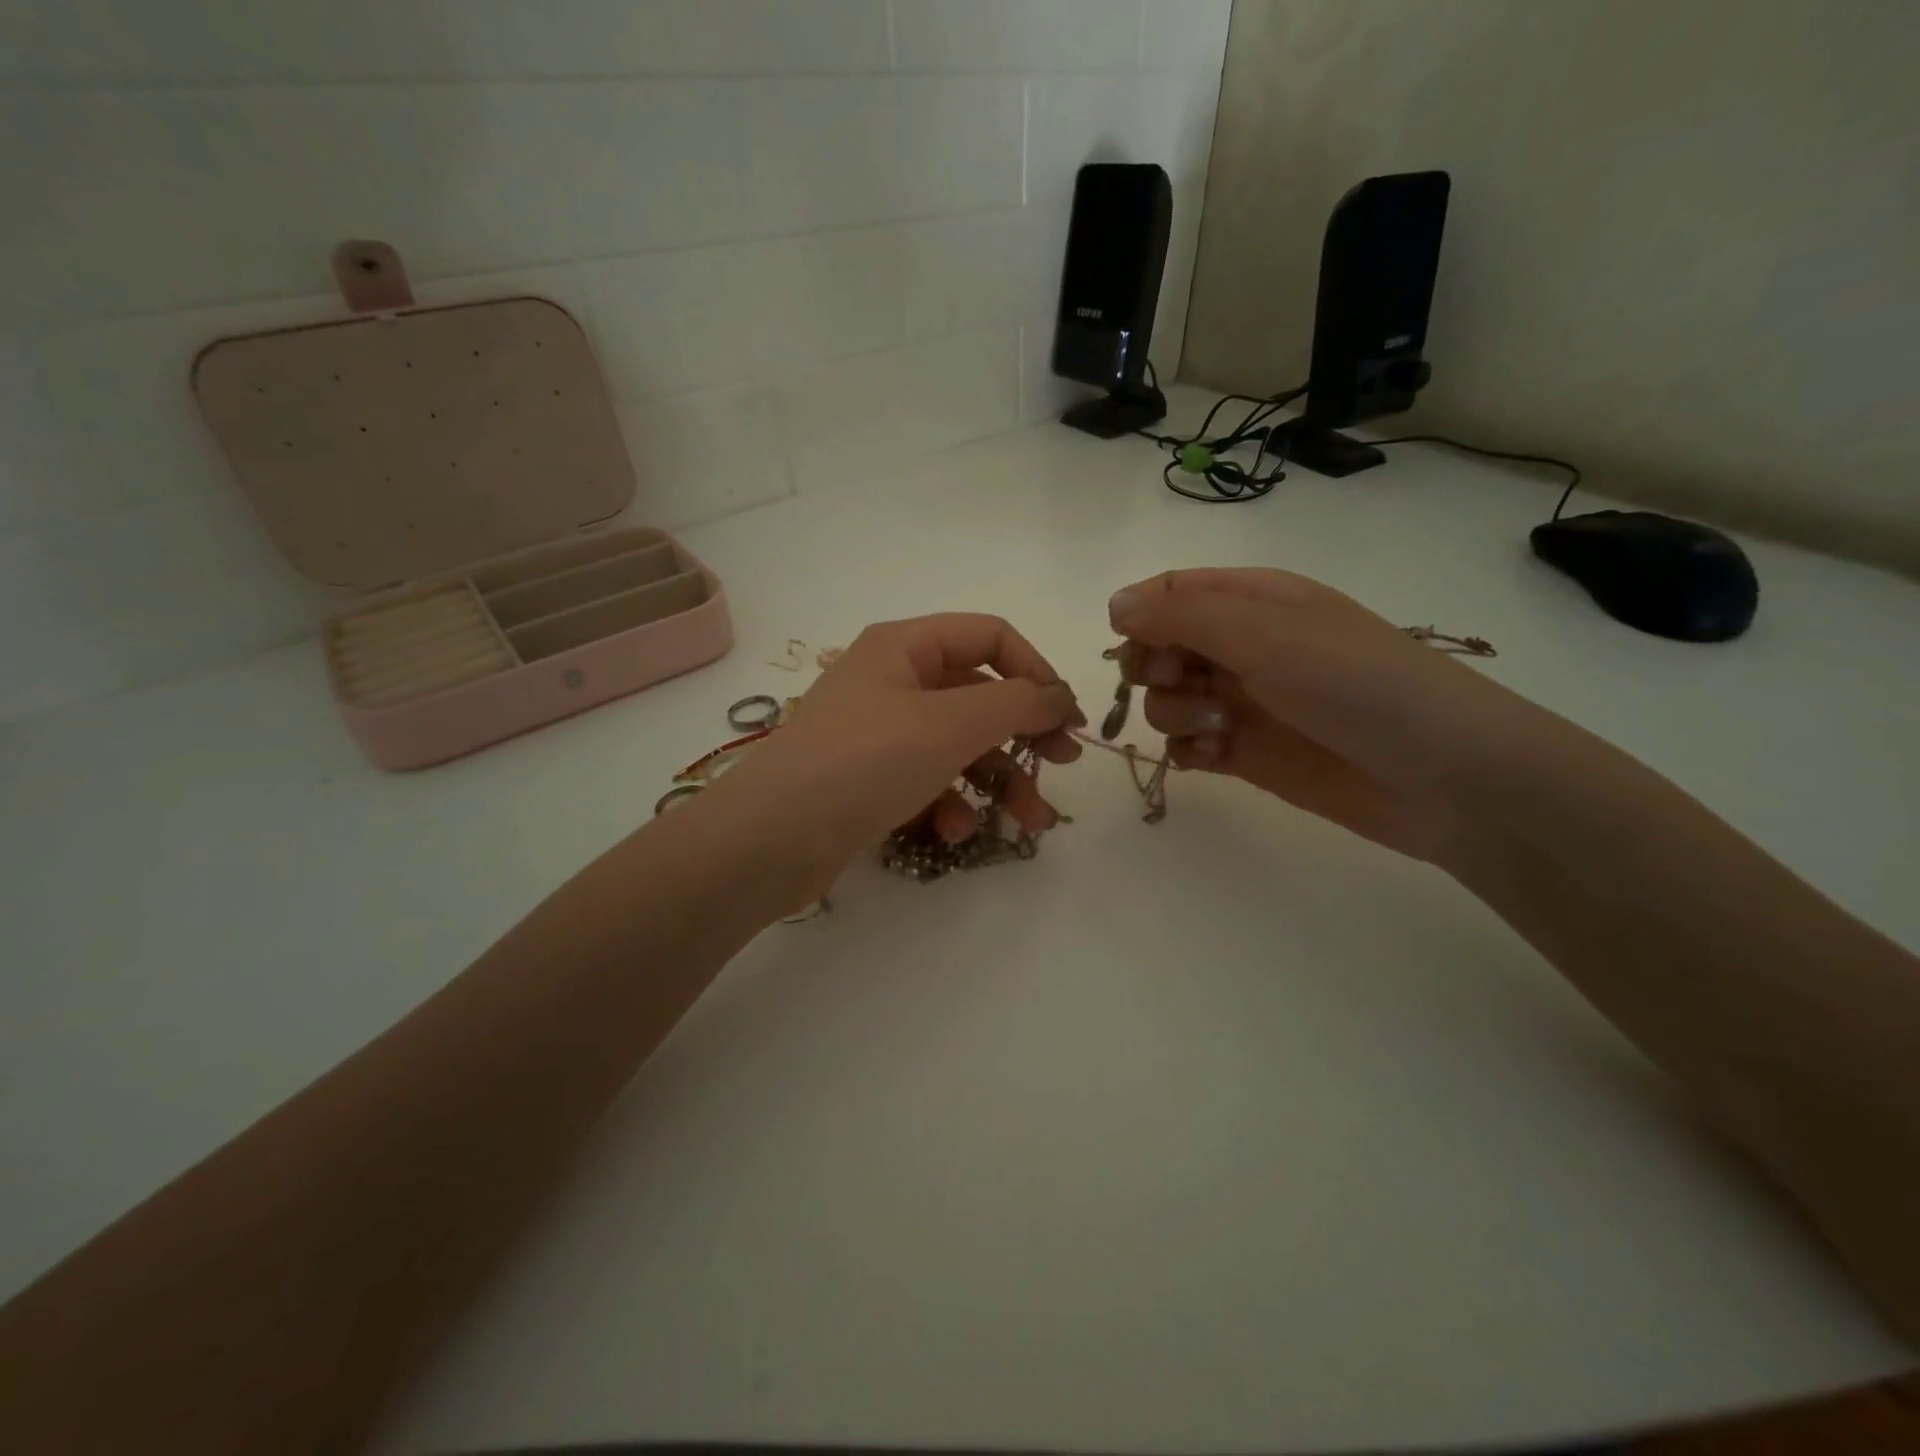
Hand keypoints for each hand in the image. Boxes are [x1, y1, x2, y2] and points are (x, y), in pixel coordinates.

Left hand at [698, 614, 1084, 896]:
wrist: (770, 839)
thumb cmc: (865, 761)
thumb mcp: (951, 724)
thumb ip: (1018, 703)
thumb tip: (1061, 696)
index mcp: (905, 646)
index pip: (990, 637)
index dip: (1036, 671)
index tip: (1069, 718)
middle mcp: (891, 681)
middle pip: (978, 697)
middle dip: (1024, 736)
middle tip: (1063, 768)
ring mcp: (878, 733)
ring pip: (958, 747)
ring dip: (998, 782)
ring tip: (1030, 823)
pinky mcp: (869, 781)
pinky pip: (927, 781)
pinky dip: (949, 804)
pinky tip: (953, 832)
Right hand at [1109, 568, 1537, 862]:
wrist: (1442, 776)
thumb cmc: (1355, 683)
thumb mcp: (1265, 633)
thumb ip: (1182, 616)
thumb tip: (1114, 605)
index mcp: (1253, 600)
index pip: (1171, 592)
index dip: (1142, 615)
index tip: (1134, 646)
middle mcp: (1242, 646)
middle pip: (1159, 646)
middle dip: (1153, 667)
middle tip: (1182, 682)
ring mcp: (1243, 701)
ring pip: (1167, 699)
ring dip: (1174, 713)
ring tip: (1219, 727)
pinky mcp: (1246, 752)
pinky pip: (1187, 746)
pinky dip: (1187, 752)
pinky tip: (1214, 758)